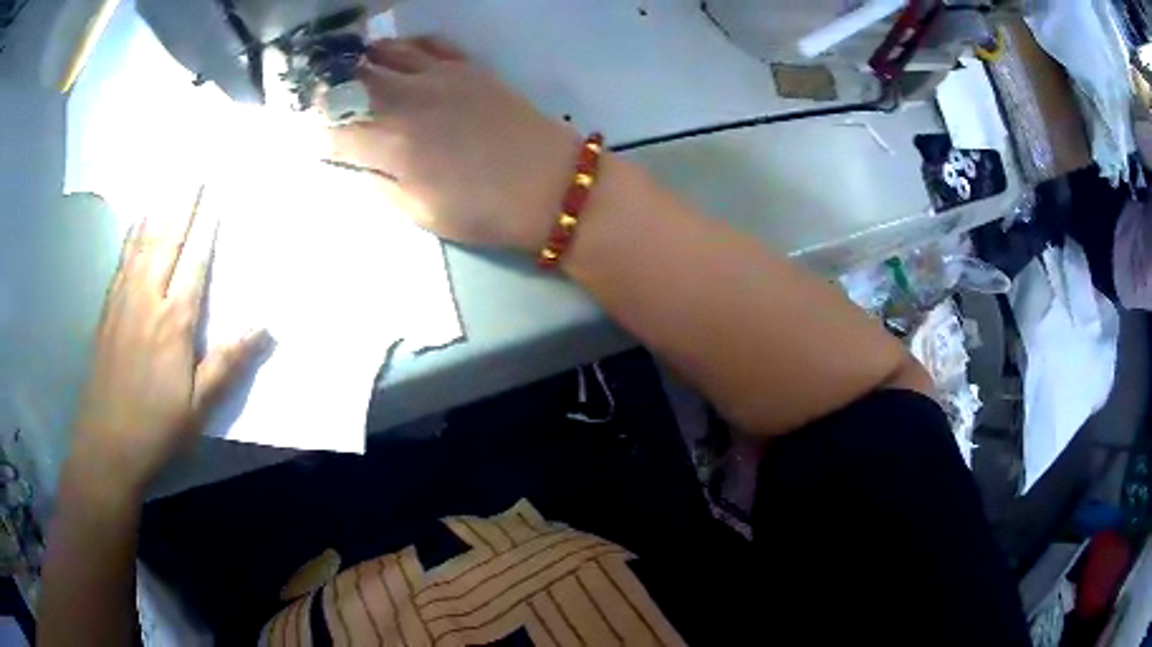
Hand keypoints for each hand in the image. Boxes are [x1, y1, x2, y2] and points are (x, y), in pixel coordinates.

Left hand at [69, 190, 268, 497]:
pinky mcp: (107, 310)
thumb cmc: (156, 428)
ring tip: (168, 182)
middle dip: (182, 203)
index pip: (195, 261)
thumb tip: (264, 325)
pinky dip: (132, 234)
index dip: (207, 225)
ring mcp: (123, 301)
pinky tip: (136, 223)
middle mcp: (147, 299)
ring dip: (157, 209)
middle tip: (194, 170)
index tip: (216, 192)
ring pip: (141, 243)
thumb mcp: (198, 406)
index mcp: (173, 322)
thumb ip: (227, 362)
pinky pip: (122, 259)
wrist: (105, 446)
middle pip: (167, 240)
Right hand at [329, 37, 579, 250]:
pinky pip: (429, 43)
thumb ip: (380, 184)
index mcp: (391, 143)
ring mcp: (439, 76)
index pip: (337, 130)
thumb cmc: (483, 210)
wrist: (550, 184)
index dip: (319, 133)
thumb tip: (358, 162)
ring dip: (363, 59)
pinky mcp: (468, 66)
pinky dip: (406, 45)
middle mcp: (408, 99)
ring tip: (353, 67)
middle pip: (354, 81)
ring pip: (387, 52)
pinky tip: (399, 53)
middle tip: (322, 94)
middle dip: (330, 86)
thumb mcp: (420, 212)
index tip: (314, 136)